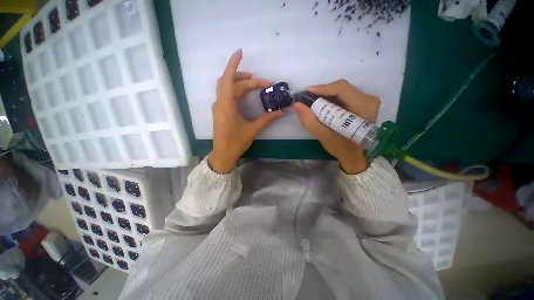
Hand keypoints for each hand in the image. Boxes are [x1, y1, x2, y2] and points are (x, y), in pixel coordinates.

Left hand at [208, 49, 283, 173]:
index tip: (241, 52)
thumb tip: (282, 112)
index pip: (228, 78)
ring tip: (254, 84)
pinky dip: (236, 90)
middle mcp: (220, 102)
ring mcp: (219, 107)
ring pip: (227, 88)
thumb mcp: (253, 130)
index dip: (234, 64)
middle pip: (230, 82)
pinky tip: (245, 95)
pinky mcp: (220, 111)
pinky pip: (227, 95)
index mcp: (227, 105)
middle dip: (245, 78)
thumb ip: (267, 119)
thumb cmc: (236, 142)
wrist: (223, 154)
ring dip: (240, 83)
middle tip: (262, 82)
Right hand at [294, 79, 379, 173]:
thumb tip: (297, 105)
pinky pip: (343, 97)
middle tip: (307, 100)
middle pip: (341, 88)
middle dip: (322, 93)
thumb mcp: (324, 136)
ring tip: (313, 104)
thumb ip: (309, 121)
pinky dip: (330, 101)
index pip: (341, 88)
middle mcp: (368, 99)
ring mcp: (366, 101)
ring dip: (325, 97)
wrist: (356, 156)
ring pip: (341, 91)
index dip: (322, 88)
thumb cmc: (342, 148)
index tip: (306, 92)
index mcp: (364, 106)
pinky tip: (322, 107)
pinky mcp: (361, 104)